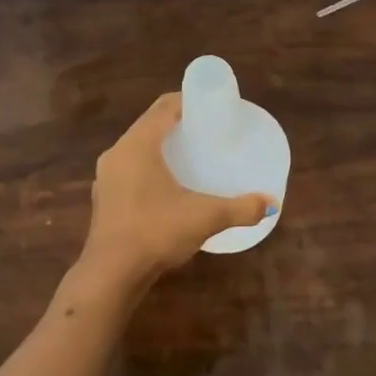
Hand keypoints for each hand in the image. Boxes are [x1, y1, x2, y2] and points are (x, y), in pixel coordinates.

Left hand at [75, 94, 273, 292]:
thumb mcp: (205, 217)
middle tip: (207, 131)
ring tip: (190, 156)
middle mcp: (117, 153)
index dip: (187, 100)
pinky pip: (129, 170)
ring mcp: (106, 177)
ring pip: (137, 149)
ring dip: (161, 147)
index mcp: (138, 144)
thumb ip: (241, 208)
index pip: (163, 107)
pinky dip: (149, 168)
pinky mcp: (104, 199)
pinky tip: (167, 186)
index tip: (211, 106)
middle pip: (150, 125)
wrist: (110, 275)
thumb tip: (271, 203)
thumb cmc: (156, 232)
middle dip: (177, 124)